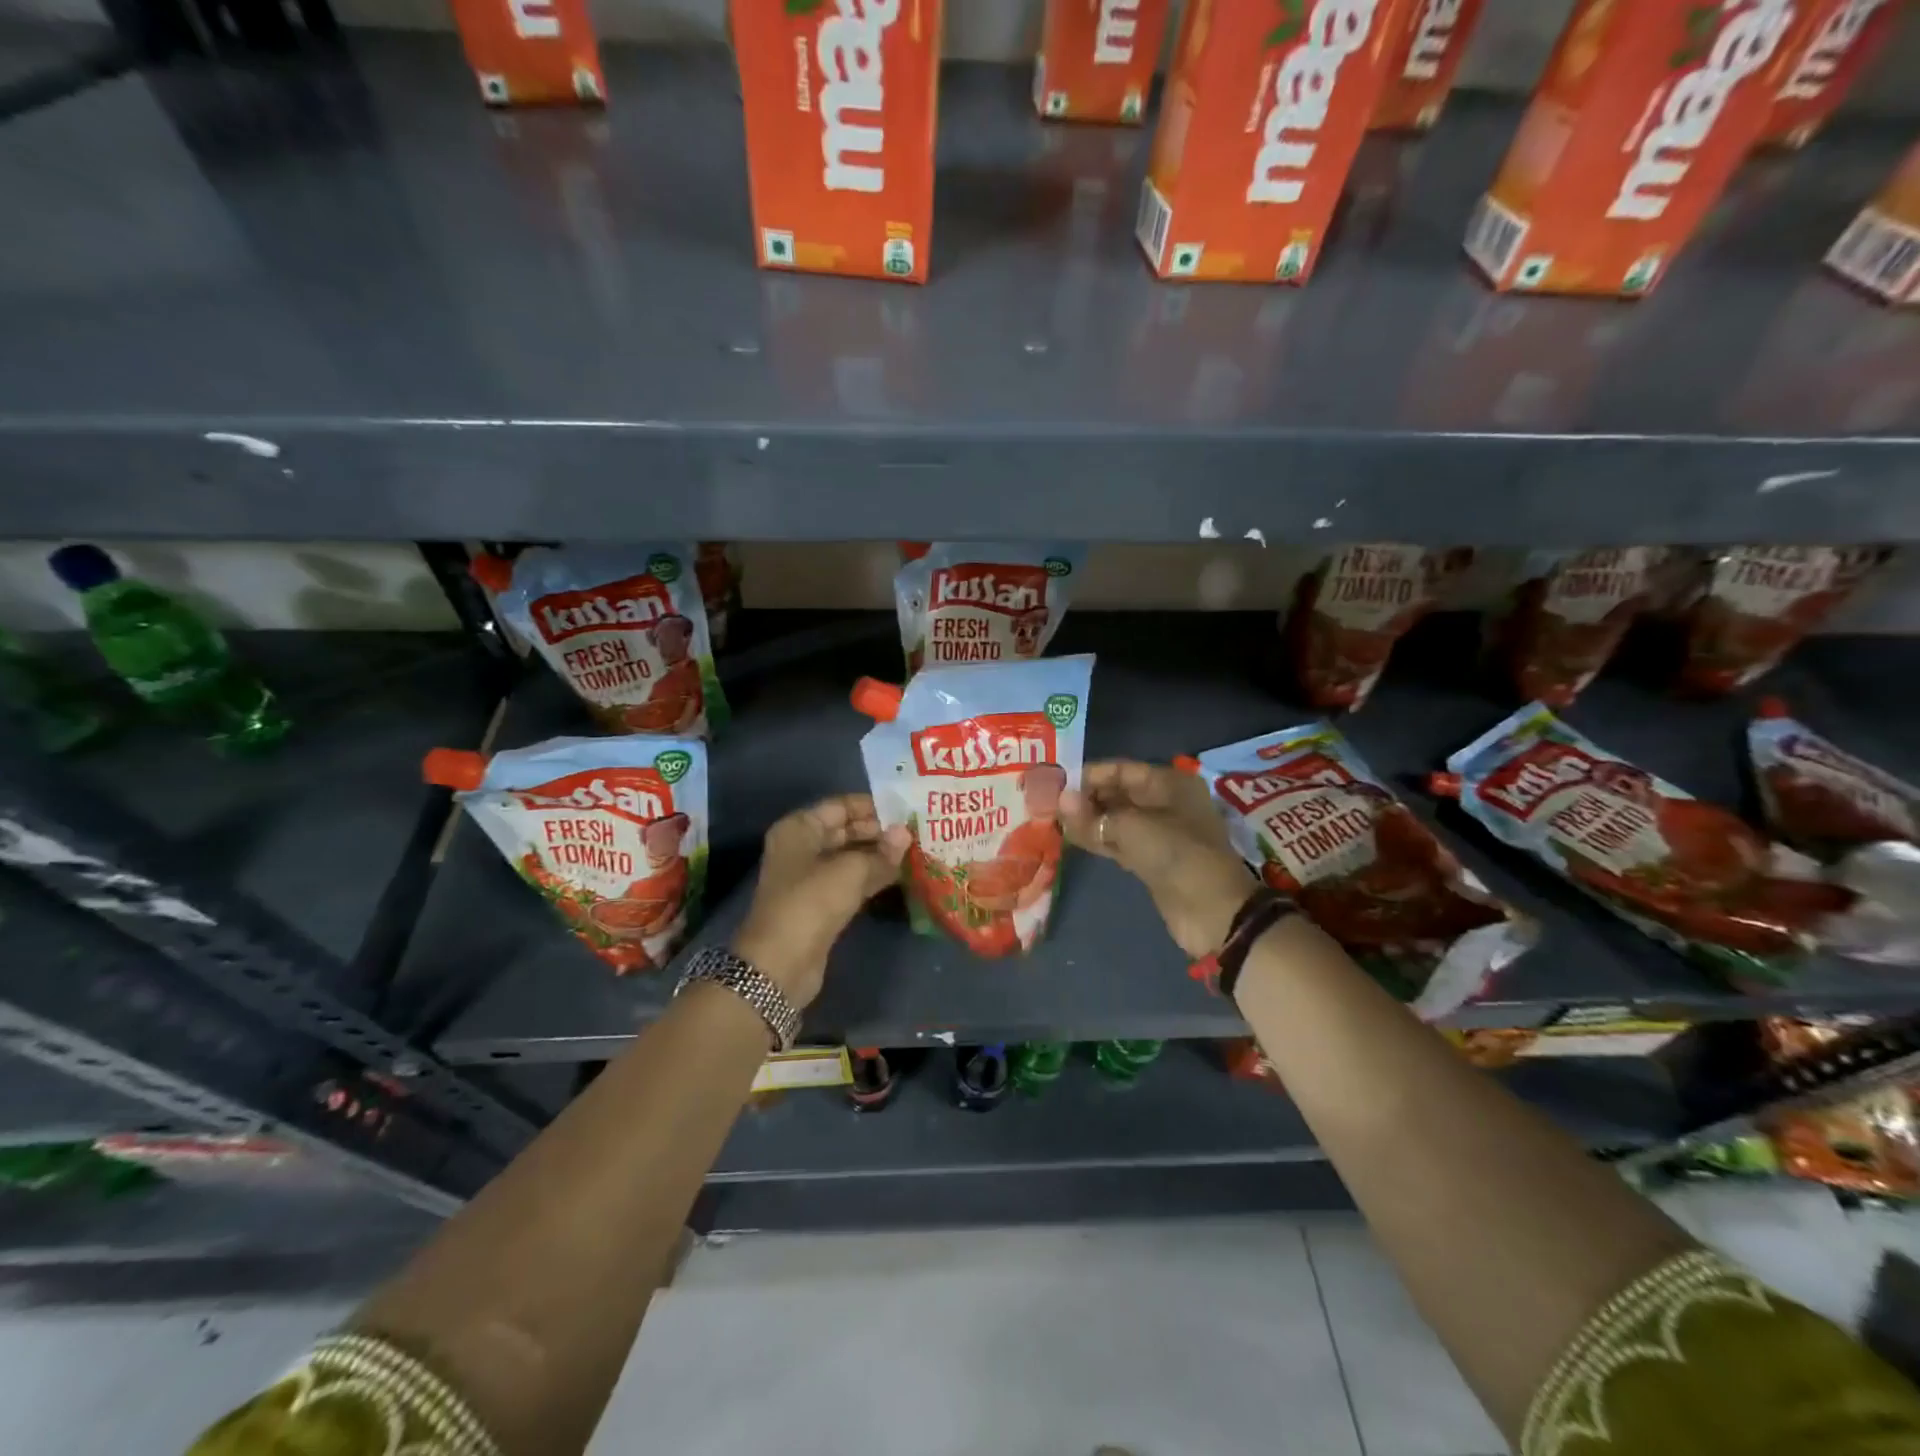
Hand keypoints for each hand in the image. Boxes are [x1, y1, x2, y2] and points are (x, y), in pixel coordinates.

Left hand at [733, 795, 910, 1006]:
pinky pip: (851, 881)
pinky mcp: (821, 904)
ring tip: (916, 850)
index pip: (840, 806)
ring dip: (879, 855)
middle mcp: (802, 847)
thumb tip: (906, 832)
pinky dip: (873, 876)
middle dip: (879, 831)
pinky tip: (901, 874)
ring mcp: (810, 878)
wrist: (781, 964)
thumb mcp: (850, 871)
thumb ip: (882, 851)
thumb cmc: (811, 903)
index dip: (873, 806)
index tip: (906, 809)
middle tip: (917, 831)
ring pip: (850, 857)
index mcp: (799, 828)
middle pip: (845, 830)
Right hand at [1059, 760, 1254, 957]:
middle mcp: (1165, 803)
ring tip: (1053, 820)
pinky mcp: (1151, 860)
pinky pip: (1119, 842)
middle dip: (1086, 798)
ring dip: (1088, 820)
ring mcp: (1159, 833)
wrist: (1213, 911)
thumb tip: (1061, 800)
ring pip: (1116, 820)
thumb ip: (1094, 815)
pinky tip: (1070, 838)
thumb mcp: (1134, 828)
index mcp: (1169, 784)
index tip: (1055, 783)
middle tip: (1048, 803)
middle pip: (1118, 793)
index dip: (1089, 775)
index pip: (1121, 770)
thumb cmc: (1177, 855)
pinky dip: (1098, 840)